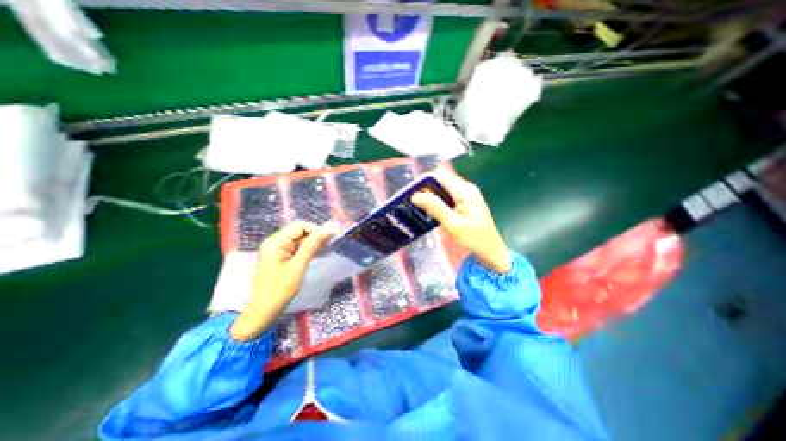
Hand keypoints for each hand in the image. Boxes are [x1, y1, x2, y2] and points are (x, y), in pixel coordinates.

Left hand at [231, 223, 332, 342]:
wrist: (262, 311)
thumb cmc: (279, 290)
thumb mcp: (297, 267)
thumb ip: (310, 247)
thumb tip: (325, 231)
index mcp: (276, 242)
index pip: (299, 226)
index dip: (316, 229)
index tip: (331, 238)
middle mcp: (276, 242)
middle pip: (299, 230)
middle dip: (316, 234)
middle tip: (331, 243)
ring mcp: (278, 249)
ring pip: (300, 238)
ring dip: (313, 241)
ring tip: (327, 247)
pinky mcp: (281, 256)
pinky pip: (297, 246)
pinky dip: (308, 248)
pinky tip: (318, 252)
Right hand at [409, 168, 512, 275]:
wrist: (490, 251)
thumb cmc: (474, 239)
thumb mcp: (453, 224)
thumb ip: (435, 208)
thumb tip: (415, 195)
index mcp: (465, 190)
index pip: (440, 175)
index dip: (424, 182)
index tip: (412, 195)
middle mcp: (465, 188)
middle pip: (439, 181)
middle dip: (425, 190)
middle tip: (412, 204)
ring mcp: (464, 196)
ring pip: (440, 190)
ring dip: (429, 198)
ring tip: (417, 209)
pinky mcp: (462, 203)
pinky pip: (444, 198)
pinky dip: (435, 203)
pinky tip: (428, 213)